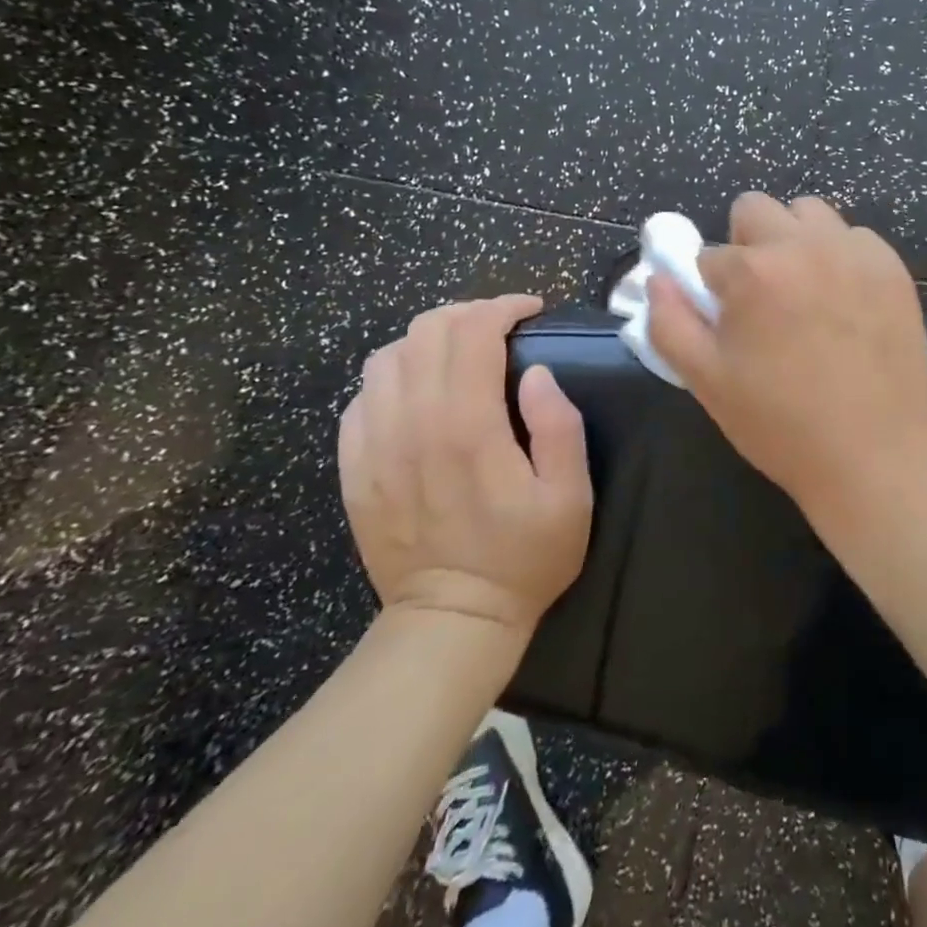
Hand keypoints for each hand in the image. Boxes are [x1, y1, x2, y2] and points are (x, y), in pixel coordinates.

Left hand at [338, 296, 591, 636]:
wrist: (452, 619)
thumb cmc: (525, 556)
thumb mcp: (571, 496)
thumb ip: (559, 427)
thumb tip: (538, 374)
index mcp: (468, 428)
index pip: (473, 333)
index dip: (503, 307)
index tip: (530, 311)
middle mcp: (413, 425)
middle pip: (426, 332)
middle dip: (468, 313)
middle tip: (501, 326)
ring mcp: (375, 446)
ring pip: (387, 356)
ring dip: (428, 339)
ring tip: (461, 351)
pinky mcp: (355, 468)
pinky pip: (361, 396)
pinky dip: (394, 375)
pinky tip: (420, 391)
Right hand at [646, 193, 926, 517]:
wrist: (875, 452)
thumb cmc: (781, 423)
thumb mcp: (707, 381)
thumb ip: (669, 323)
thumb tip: (658, 279)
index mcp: (752, 271)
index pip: (709, 256)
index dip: (712, 290)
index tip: (729, 321)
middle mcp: (804, 245)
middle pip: (755, 209)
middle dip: (747, 244)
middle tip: (761, 295)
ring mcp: (854, 251)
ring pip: (809, 213)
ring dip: (795, 240)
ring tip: (804, 290)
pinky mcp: (892, 266)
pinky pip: (855, 237)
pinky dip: (841, 257)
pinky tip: (846, 301)